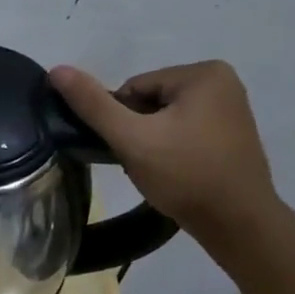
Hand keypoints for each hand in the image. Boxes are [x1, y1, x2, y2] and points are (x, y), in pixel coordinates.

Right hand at [49, 60, 279, 239]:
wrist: (237, 224)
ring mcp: (230, 108)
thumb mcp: (131, 138)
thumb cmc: (185, 175)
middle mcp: (222, 82)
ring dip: (151, 142)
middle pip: (148, 101)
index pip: (133, 89)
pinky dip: (170, 149)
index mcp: (203, 73)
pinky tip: (174, 172)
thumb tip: (57, 70)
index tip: (132, 149)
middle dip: (137, 131)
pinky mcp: (230, 133)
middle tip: (144, 162)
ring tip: (158, 170)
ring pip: (163, 118)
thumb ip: (93, 104)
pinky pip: (183, 130)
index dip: (121, 121)